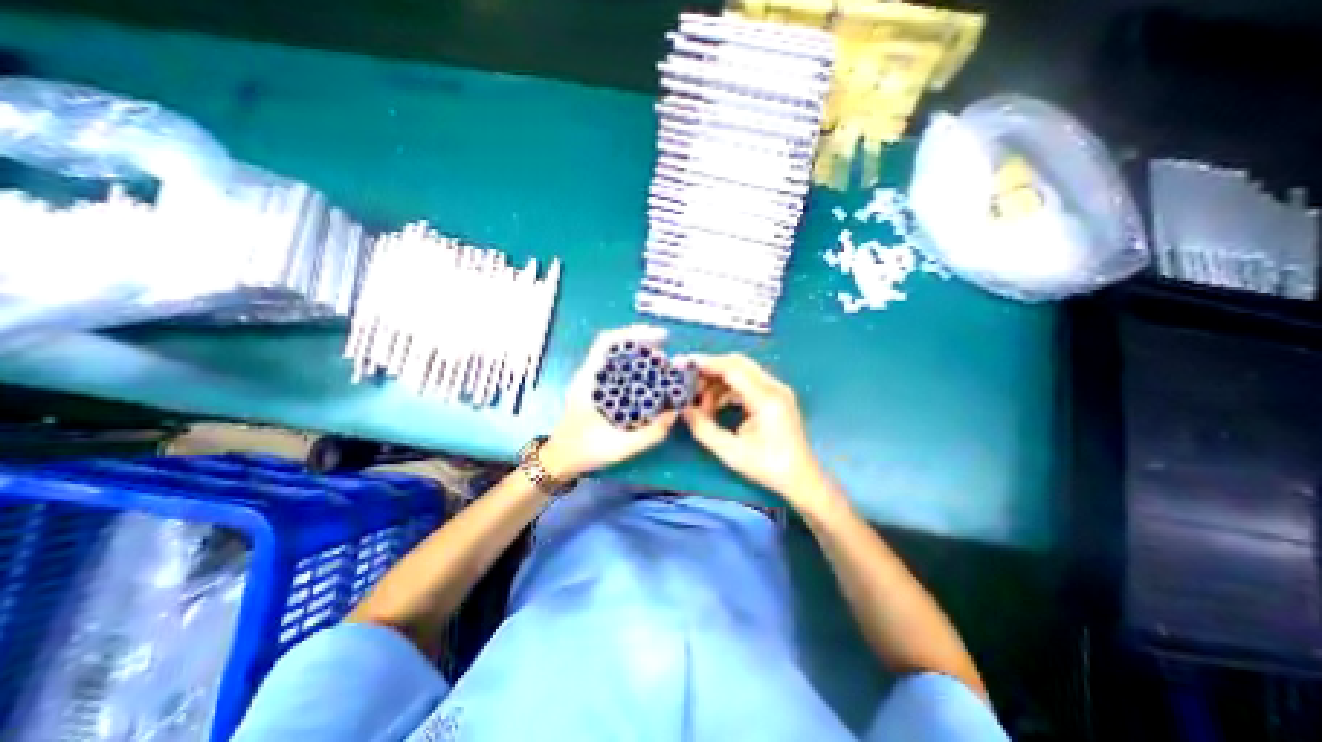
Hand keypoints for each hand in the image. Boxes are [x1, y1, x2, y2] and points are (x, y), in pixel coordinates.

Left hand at [539, 324, 682, 479]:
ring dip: (640, 356)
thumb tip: (675, 412)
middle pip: (616, 346)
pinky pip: (617, 370)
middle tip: (667, 356)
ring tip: (663, 365)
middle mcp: (589, 375)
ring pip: (617, 357)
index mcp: (588, 381)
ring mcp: (591, 381)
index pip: (608, 342)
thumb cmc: (584, 452)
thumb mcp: (621, 447)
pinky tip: (650, 380)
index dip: (635, 333)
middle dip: (644, 343)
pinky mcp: (596, 389)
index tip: (661, 337)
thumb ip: (651, 433)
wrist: (559, 460)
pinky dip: (635, 369)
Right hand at [687, 355, 840, 516]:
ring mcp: (776, 389)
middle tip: (688, 382)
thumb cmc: (768, 468)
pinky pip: (747, 382)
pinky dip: (728, 389)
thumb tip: (685, 410)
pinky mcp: (774, 395)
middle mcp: (774, 387)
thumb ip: (704, 429)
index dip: (706, 363)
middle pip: (737, 363)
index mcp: (767, 399)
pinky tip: (715, 405)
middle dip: (710, 369)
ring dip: (718, 381)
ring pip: (741, 371)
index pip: (733, 368)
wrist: (800, 478)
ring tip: (701, 402)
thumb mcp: (731, 452)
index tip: (684, 363)